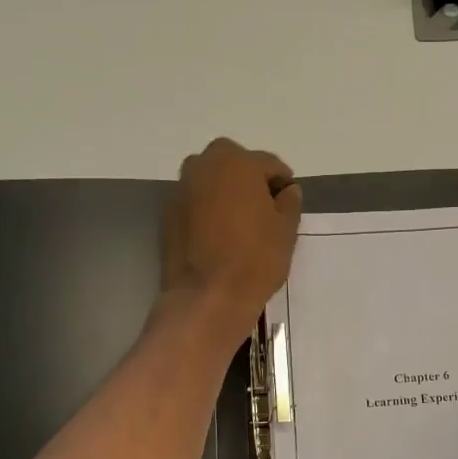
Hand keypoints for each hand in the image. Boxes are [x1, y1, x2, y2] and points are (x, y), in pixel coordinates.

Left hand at [160, 137, 303, 341]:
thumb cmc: (255, 259)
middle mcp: (204, 165)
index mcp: (238, 163)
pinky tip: (218, 234)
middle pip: (233, 162)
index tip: (288, 203)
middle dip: (249, 178)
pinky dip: (207, 209)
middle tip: (262, 209)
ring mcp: (181, 189)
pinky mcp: (168, 213)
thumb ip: (289, 202)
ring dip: (225, 191)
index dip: (282, 183)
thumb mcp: (286, 230)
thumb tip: (288, 191)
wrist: (207, 296)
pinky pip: (194, 201)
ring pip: (210, 179)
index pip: (268, 163)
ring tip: (239, 222)